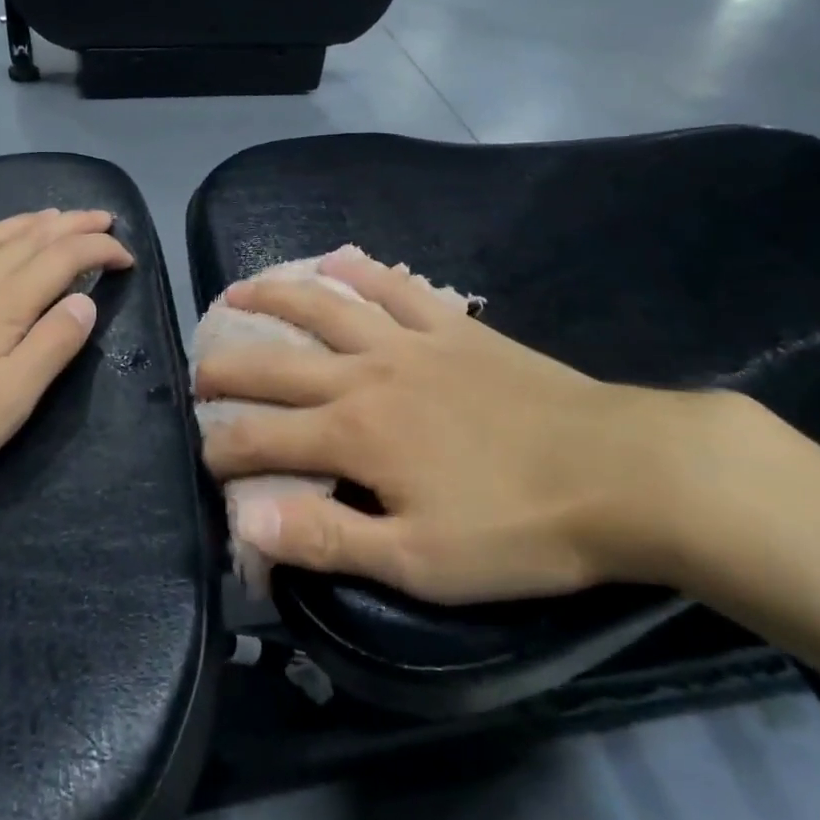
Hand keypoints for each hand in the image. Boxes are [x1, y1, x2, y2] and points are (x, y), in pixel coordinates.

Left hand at [0, 209, 132, 505]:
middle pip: (28, 239)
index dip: (100, 251)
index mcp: (3, 305)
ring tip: (51, 216)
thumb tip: (86, 300)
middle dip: (71, 225)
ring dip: (25, 223)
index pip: (63, 260)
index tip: (128, 257)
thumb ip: (53, 345)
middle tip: (102, 219)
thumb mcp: (10, 400)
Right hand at [195, 250, 747, 604]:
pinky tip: (337, 258)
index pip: (261, 439)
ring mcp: (410, 342)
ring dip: (275, 296)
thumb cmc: (516, 527)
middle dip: (227, 369)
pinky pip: (396, 287)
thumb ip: (326, 538)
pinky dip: (361, 271)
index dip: (222, 450)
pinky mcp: (453, 327)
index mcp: (352, 435)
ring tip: (239, 290)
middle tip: (199, 373)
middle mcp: (366, 376)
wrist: (619, 471)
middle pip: (277, 364)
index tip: (205, 460)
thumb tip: (246, 524)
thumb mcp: (418, 560)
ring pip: (325, 308)